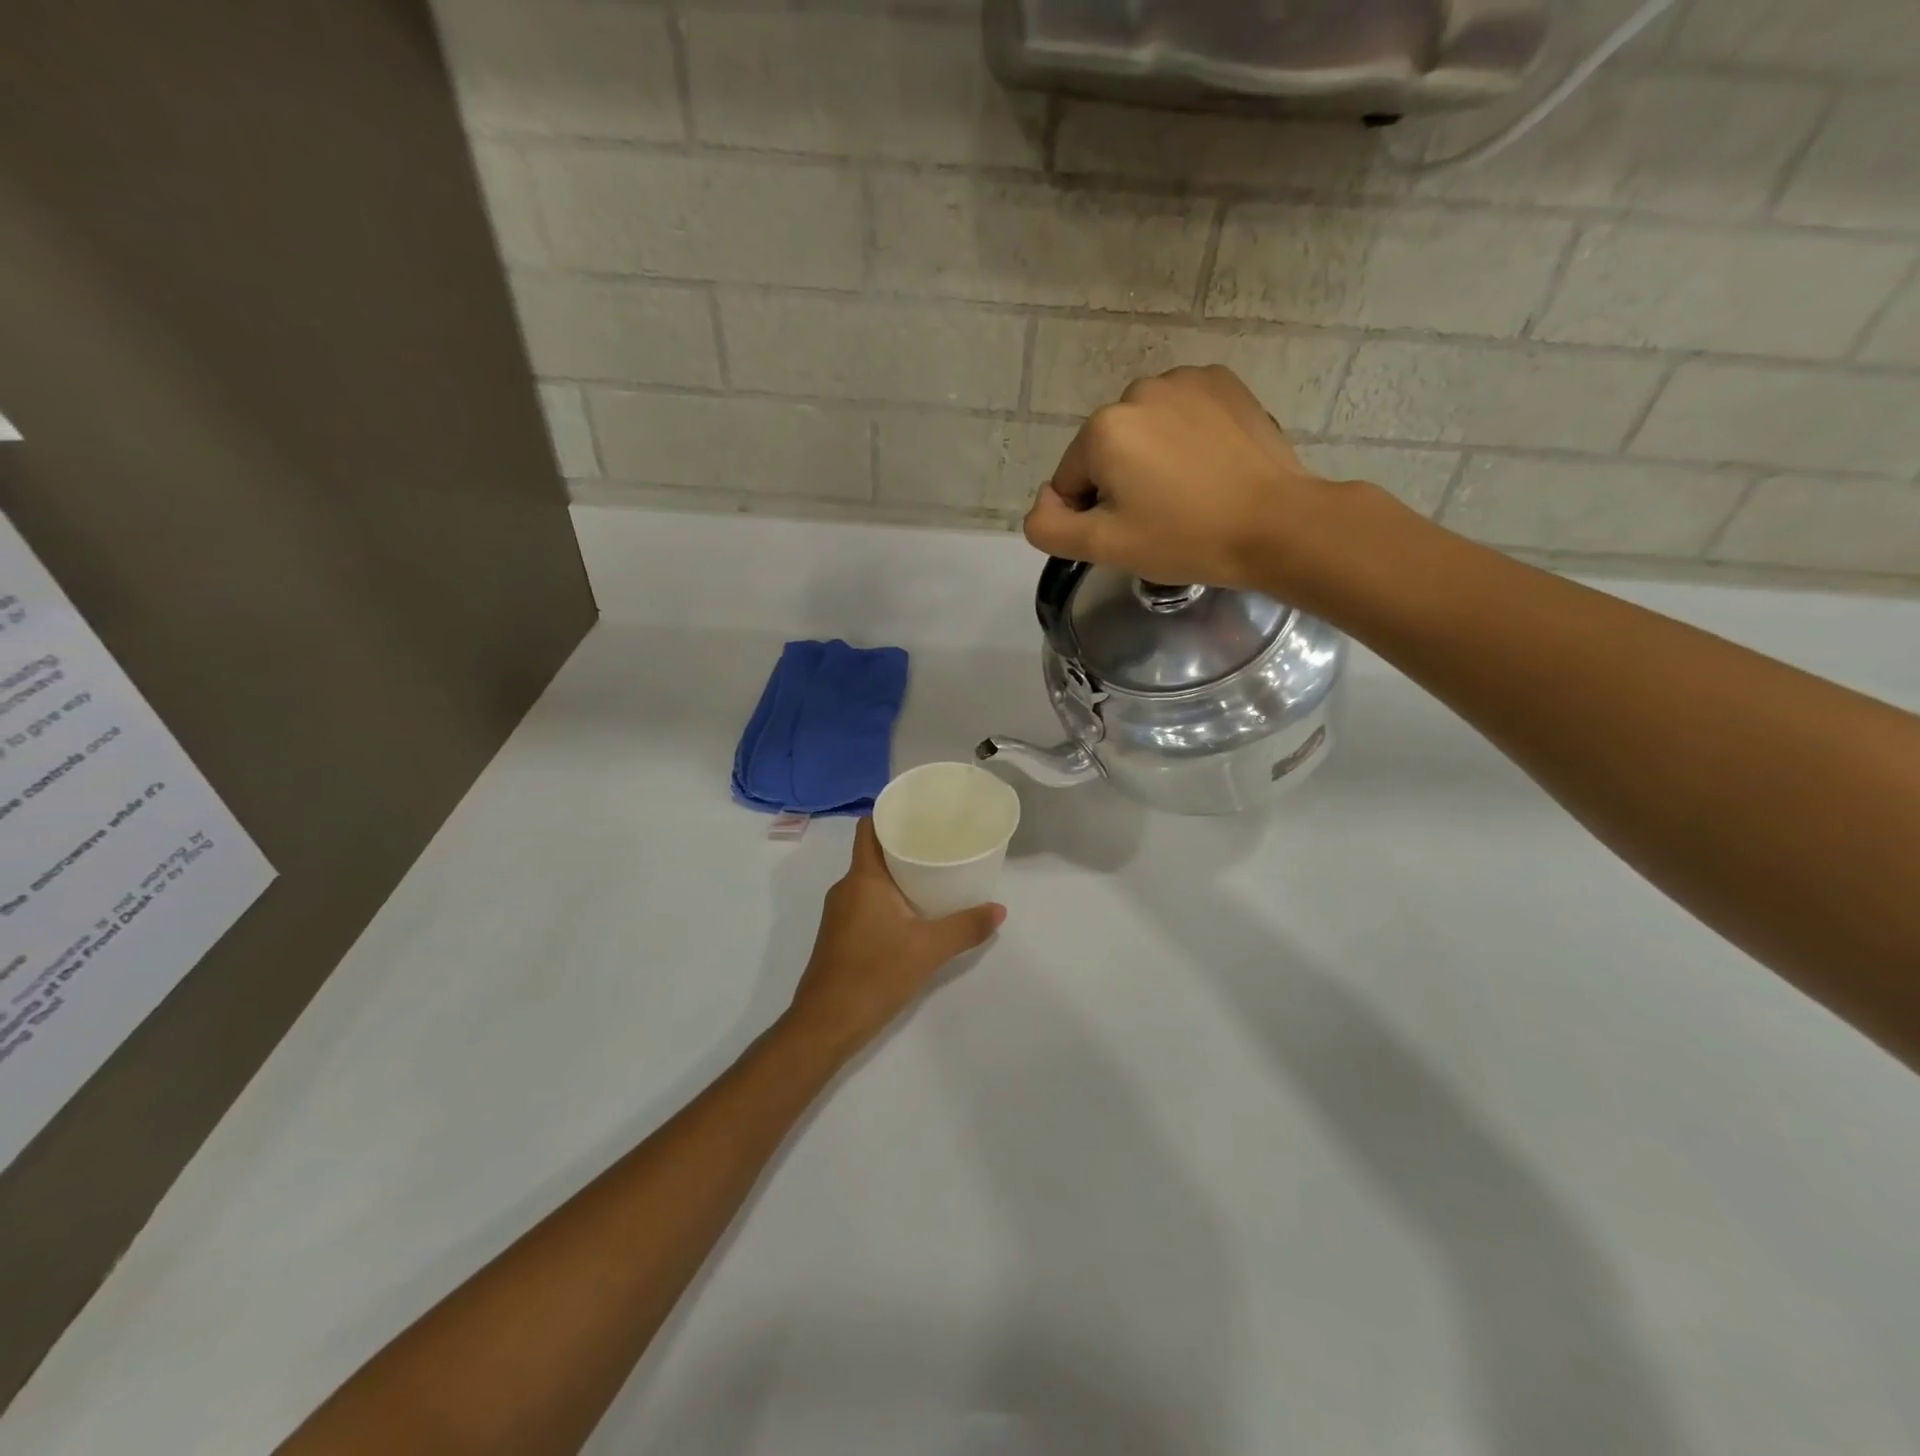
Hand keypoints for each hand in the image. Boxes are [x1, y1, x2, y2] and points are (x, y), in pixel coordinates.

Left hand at [784, 819, 1004, 1055]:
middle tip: (940, 843)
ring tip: (934, 875)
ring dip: (897, 875)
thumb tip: (999, 910)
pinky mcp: (839, 935)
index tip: (921, 813)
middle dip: (904, 846)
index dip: (891, 814)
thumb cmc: (874, 975)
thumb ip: (965, 927)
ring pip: (870, 880)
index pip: (870, 828)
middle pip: (874, 852)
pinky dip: (888, 898)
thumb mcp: (928, 949)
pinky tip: (914, 913)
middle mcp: (846, 888)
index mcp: (862, 878)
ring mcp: (839, 913)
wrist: (825, 1024)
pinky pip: (865, 902)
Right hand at [1023, 365, 1357, 594]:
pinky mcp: (1223, 383)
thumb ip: (1049, 528)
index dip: (1091, 514)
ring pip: (1143, 430)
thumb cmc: (1185, 538)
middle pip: (1106, 450)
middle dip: (1122, 482)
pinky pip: (1181, 413)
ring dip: (1152, 458)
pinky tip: (1209, 466)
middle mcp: (1138, 391)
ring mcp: (1185, 380)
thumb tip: (1042, 503)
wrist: (1277, 524)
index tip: (1131, 532)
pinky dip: (1184, 437)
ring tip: (1189, 492)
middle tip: (1161, 517)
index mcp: (1104, 429)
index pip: (1070, 480)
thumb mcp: (1104, 547)